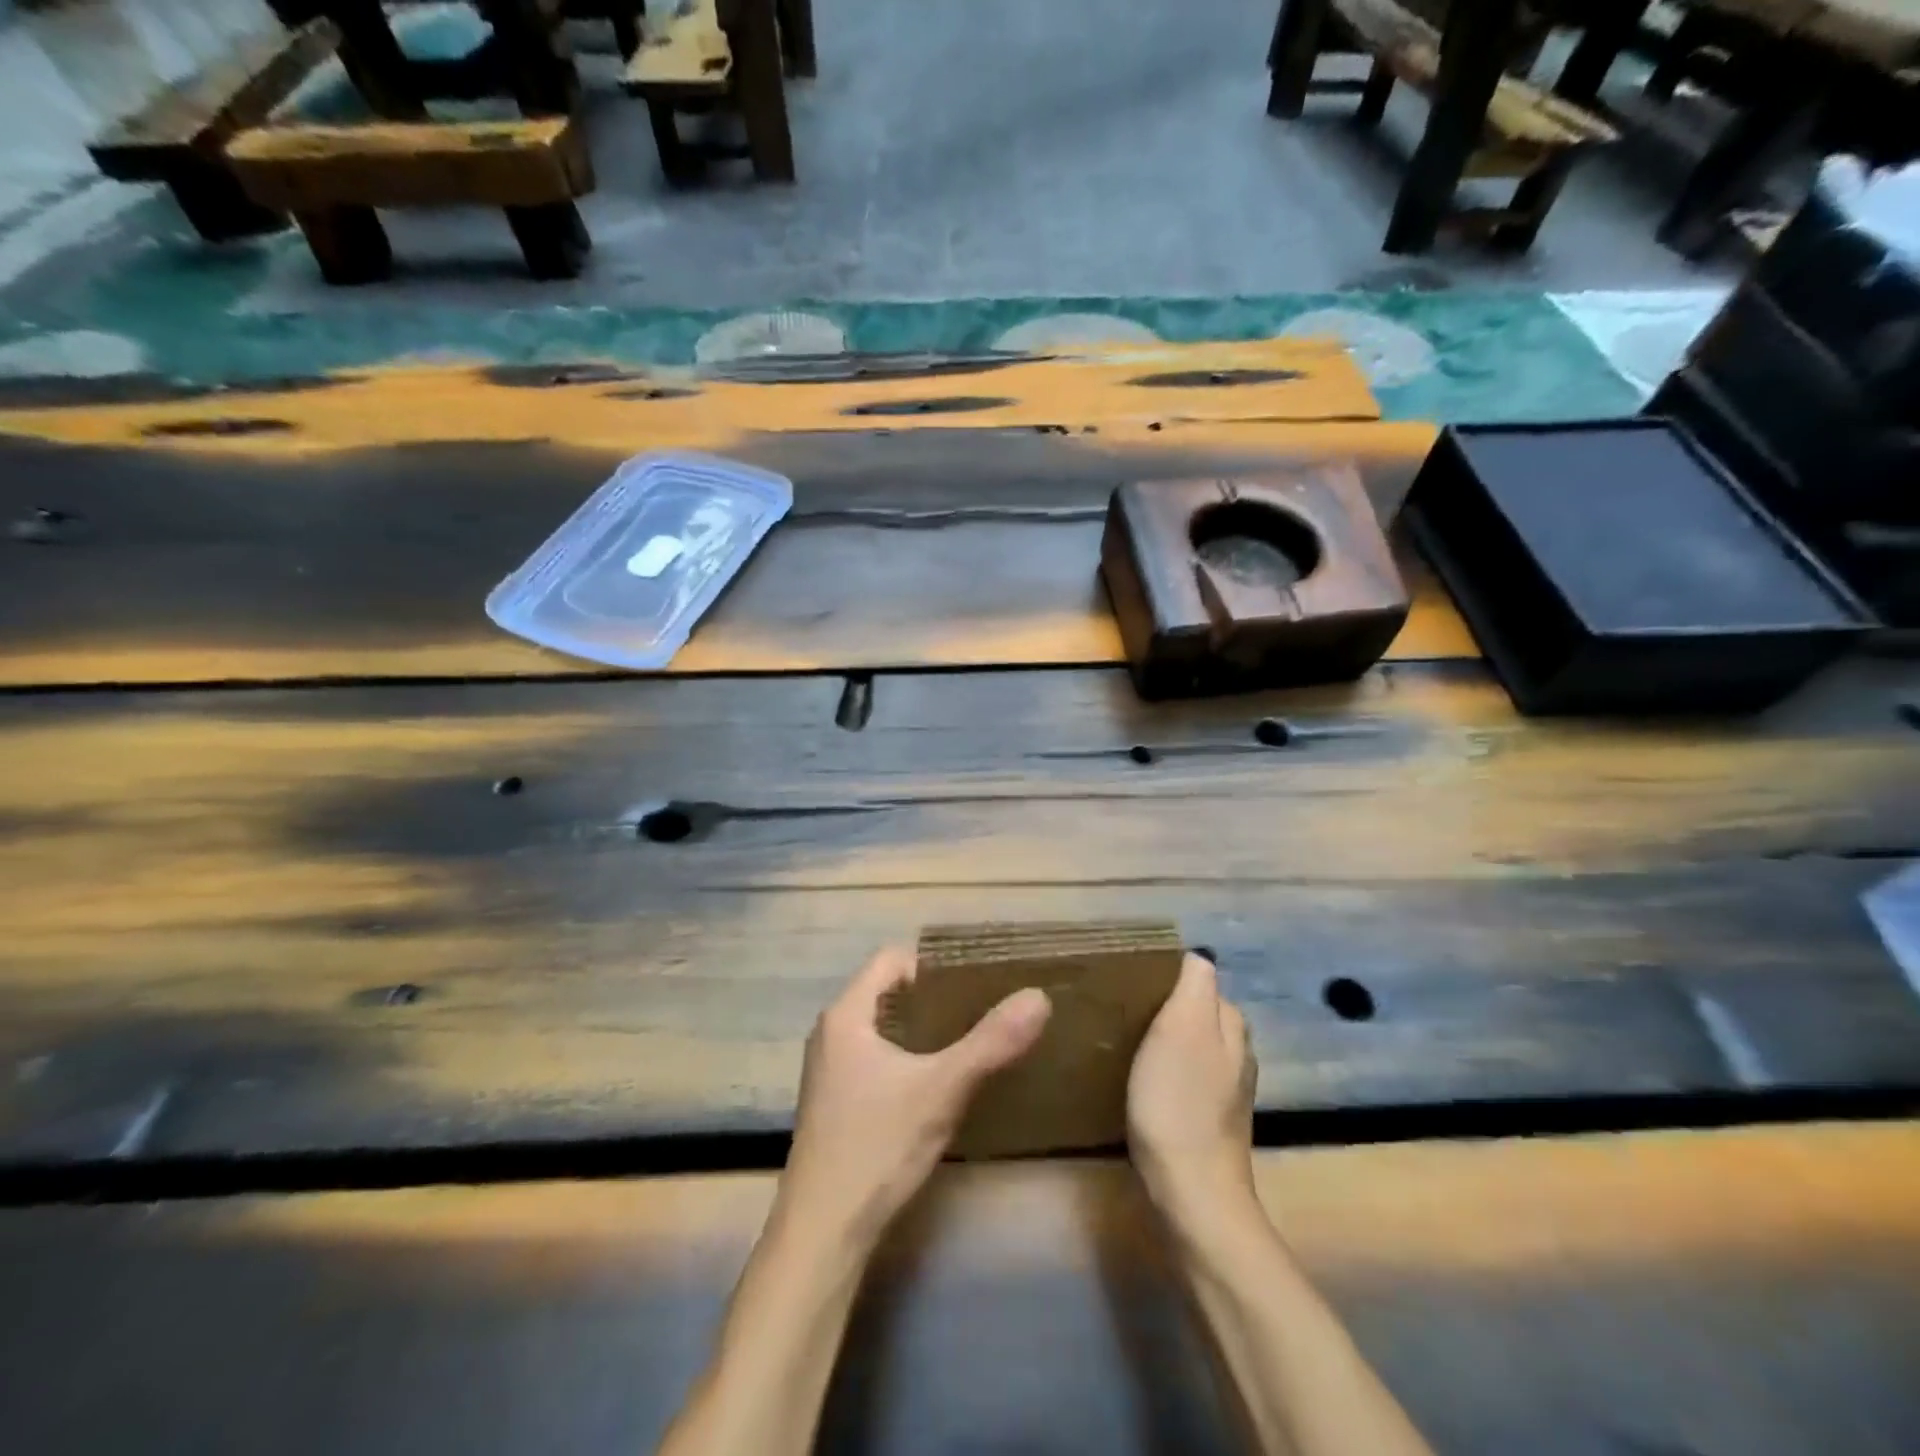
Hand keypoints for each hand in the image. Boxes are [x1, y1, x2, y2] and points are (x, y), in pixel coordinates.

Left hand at [775, 946, 1051, 1250]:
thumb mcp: (942, 1090)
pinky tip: (937, 1083)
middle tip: (981, 1008)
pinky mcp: (834, 1103)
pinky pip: (875, 1058)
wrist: (822, 1233)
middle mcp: (831, 1033)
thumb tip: (1039, 996)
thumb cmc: (877, 1147)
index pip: (891, 959)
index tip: (975, 979)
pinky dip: (907, 1058)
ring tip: (968, 1041)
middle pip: (887, 992)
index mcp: (846, 1015)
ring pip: (882, 1028)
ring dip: (921, 1030)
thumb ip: (991, 1043)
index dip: (934, 963)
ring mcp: (829, 1070)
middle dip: (933, 997)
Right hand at [1127, 952, 1257, 1226]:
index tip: (1131, 981)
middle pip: (1198, 1013)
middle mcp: (1237, 1054)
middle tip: (1122, 1009)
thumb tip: (1197, 956)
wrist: (1192, 1195)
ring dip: (1165, 1040)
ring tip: (1125, 1041)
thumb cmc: (1178, 1102)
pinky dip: (1166, 1072)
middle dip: (1166, 1006)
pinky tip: (1142, 1081)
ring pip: (1192, 1046)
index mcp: (1230, 1025)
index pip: (1200, 980)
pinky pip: (1185, 1078)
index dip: (1167, 977)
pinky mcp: (1209, 1121)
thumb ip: (1194, 986)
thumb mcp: (1183, 1028)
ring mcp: (1226, 1091)